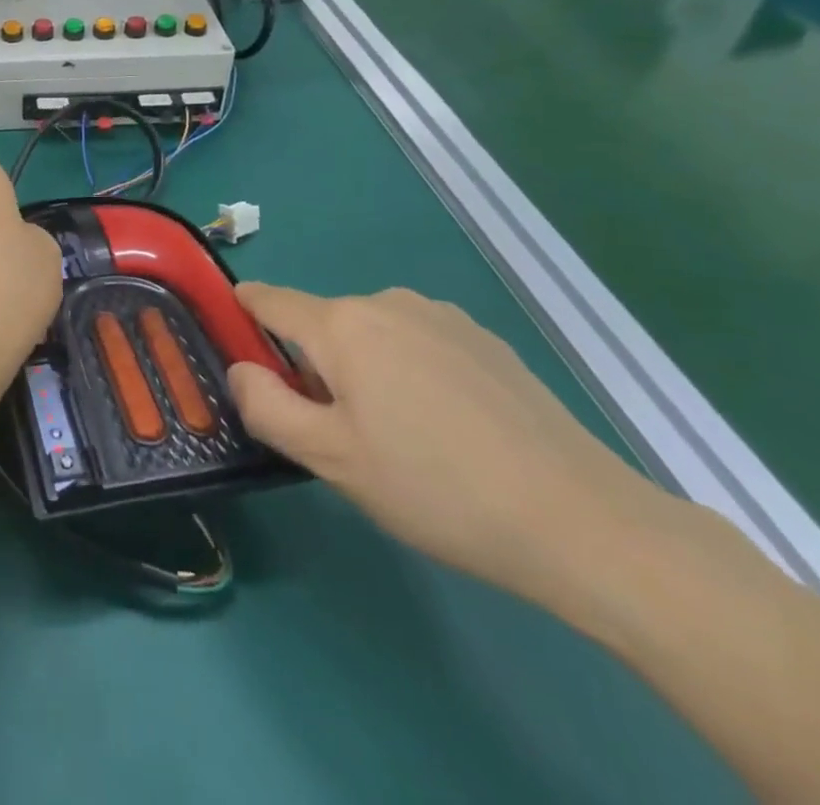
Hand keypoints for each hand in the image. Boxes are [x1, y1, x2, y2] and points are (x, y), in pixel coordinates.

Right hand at [227, 283, 663, 603]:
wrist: (581, 520)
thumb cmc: (436, 488)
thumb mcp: (331, 460)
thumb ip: (266, 406)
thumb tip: (240, 369)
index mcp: (342, 324)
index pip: (267, 299)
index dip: (242, 315)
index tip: (238, 348)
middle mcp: (386, 302)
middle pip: (322, 324)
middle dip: (312, 365)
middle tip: (337, 434)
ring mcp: (440, 316)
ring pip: (371, 334)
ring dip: (362, 369)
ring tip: (399, 436)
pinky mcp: (483, 339)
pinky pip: (417, 342)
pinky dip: (408, 371)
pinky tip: (448, 428)